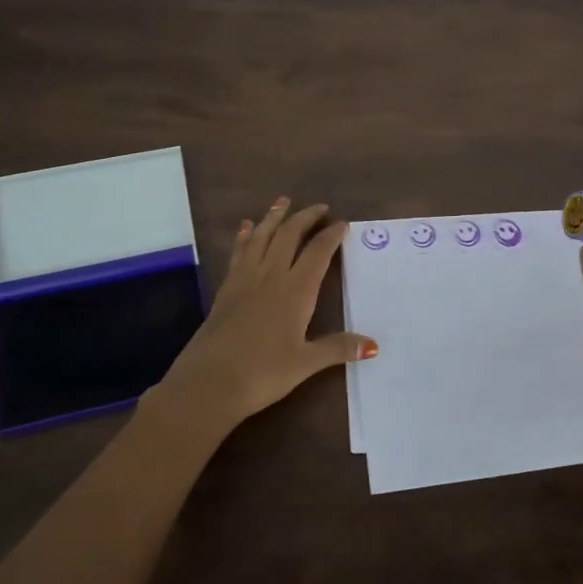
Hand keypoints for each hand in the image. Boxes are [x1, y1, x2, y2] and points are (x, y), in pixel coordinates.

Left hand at [147, 196, 376, 440]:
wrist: (208, 382)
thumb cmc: (263, 373)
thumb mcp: (305, 363)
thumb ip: (338, 348)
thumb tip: (374, 345)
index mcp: (295, 291)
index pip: (317, 253)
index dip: (331, 235)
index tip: (343, 223)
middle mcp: (271, 276)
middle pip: (289, 236)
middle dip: (305, 217)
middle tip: (319, 207)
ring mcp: (245, 280)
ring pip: (261, 237)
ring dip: (274, 217)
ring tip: (283, 202)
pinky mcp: (225, 288)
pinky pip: (238, 252)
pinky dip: (245, 236)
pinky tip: (246, 227)